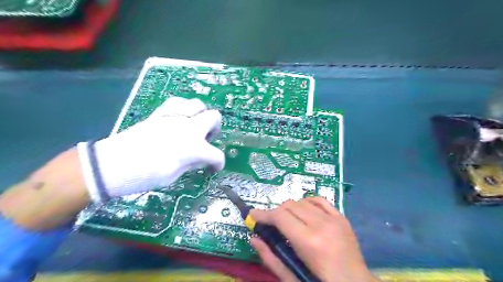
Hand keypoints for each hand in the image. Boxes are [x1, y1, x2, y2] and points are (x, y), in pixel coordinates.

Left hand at [78, 97, 224, 201]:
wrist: (112, 165)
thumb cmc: (145, 176)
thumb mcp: (174, 175)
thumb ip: (191, 163)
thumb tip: (201, 159)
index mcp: (193, 147)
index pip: (216, 154)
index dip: (218, 163)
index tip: (213, 168)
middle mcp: (188, 128)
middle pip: (214, 117)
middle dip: (215, 128)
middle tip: (207, 139)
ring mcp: (174, 117)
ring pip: (198, 104)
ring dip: (201, 115)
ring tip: (194, 126)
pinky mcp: (159, 113)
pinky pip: (177, 102)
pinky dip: (183, 108)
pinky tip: (179, 117)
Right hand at [249, 197, 374, 281]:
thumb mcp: (292, 277)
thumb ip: (271, 257)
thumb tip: (254, 238)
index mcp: (309, 242)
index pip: (280, 216)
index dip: (264, 214)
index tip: (252, 215)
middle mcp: (321, 225)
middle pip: (289, 205)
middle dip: (276, 213)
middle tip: (271, 224)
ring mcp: (334, 219)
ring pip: (302, 201)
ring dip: (290, 209)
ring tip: (288, 221)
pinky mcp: (341, 218)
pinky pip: (319, 200)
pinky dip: (307, 202)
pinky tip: (304, 211)